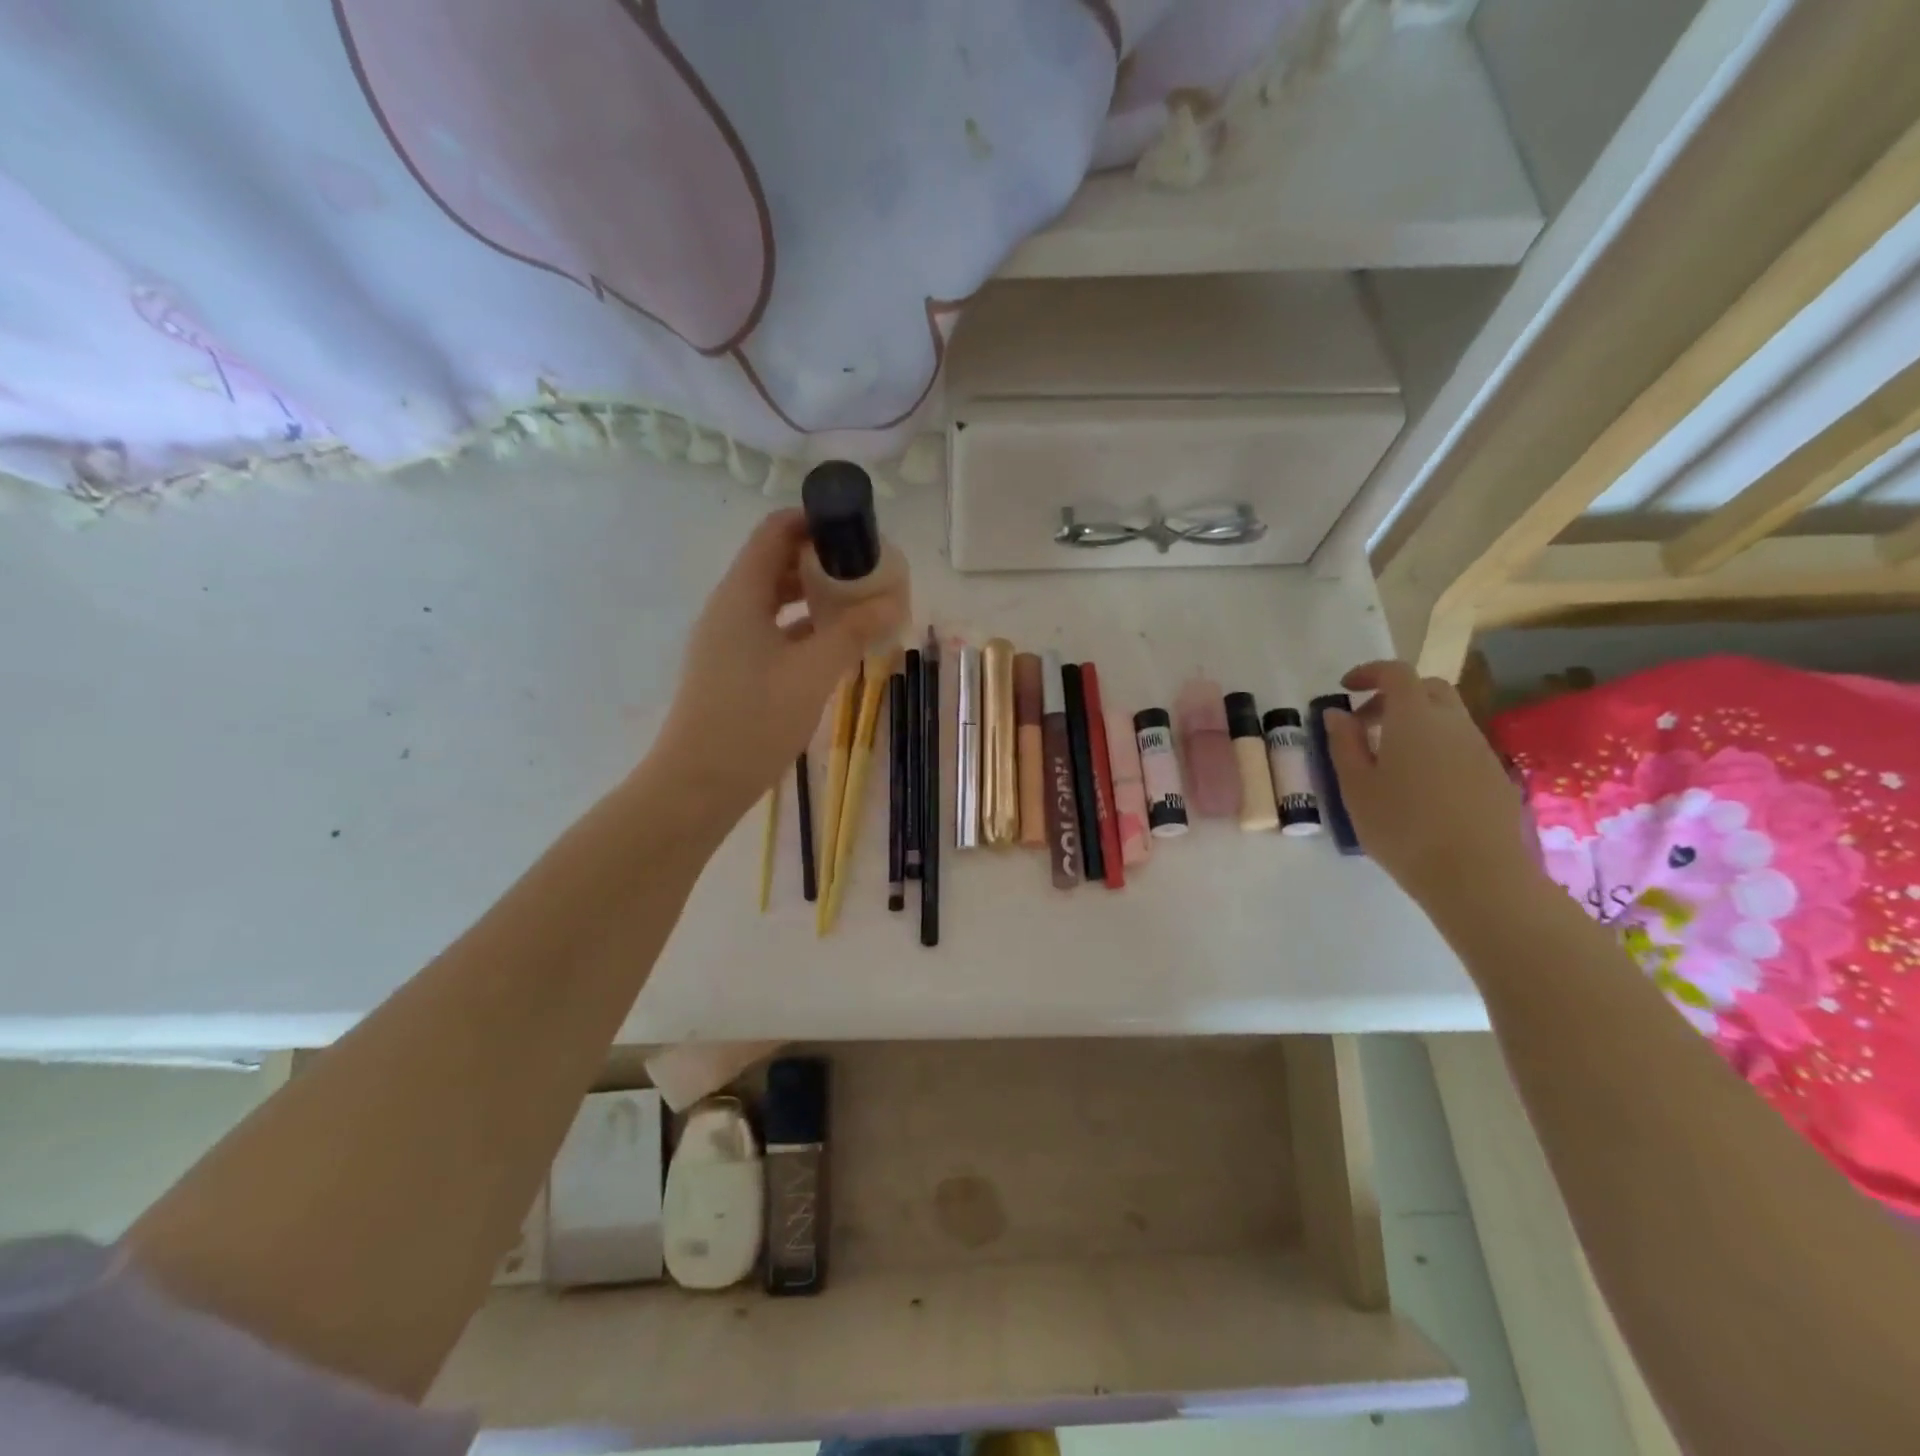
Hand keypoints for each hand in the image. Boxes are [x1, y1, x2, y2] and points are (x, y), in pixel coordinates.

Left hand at [653, 510, 906, 823]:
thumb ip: (853, 632)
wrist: (699, 783)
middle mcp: (731, 607)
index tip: (857, 531)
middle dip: (822, 560)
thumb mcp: (812, 673)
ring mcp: (729, 639)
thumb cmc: (753, 721)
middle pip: (776, 562)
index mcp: (741, 594)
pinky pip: (773, 630)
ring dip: (815, 595)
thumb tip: (894, 602)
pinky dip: (803, 627)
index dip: (815, 521)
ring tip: (859, 603)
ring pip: (775, 599)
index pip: (775, 532)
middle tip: (868, 570)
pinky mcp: (734, 667)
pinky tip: (836, 642)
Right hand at [1324, 660, 1538, 909]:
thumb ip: (1344, 743)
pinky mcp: (1494, 775)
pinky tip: (1419, 784)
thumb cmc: (1402, 827)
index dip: (1369, 672)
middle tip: (1366, 723)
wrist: (1476, 874)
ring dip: (1416, 723)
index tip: (1345, 689)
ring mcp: (1479, 748)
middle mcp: (1452, 723)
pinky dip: (1435, 746)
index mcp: (1414, 718)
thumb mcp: (1355, 787)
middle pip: (1427, 688)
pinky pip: (1460, 744)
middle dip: (1394, 695)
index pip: (1395, 673)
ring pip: (1447, 717)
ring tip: (1388, 759)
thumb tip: (1338, 714)